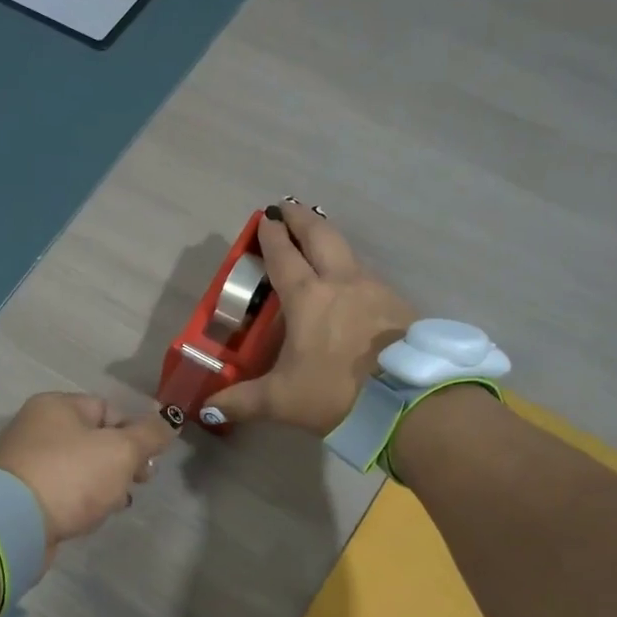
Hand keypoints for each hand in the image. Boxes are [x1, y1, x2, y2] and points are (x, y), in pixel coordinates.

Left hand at [0, 392, 173, 557]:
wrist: (12, 525)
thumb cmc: (70, 476)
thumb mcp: (121, 450)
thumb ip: (150, 435)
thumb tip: (170, 420)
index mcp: (57, 406)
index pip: (107, 409)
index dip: (134, 431)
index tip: (149, 459)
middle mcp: (36, 427)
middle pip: (93, 438)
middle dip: (122, 460)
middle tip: (141, 482)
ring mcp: (25, 462)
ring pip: (79, 467)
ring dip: (104, 483)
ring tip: (119, 503)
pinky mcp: (21, 495)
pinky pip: (62, 490)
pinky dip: (80, 499)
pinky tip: (92, 516)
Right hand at [204, 202, 413, 435]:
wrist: (409, 403)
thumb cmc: (336, 393)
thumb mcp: (281, 400)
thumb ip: (241, 401)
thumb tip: (207, 408)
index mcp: (307, 297)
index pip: (284, 255)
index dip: (271, 236)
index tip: (265, 218)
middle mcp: (341, 282)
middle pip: (320, 235)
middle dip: (301, 218)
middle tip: (288, 207)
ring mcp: (375, 289)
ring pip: (348, 252)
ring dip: (329, 240)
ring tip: (318, 242)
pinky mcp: (399, 305)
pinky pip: (368, 277)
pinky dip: (352, 270)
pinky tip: (350, 287)